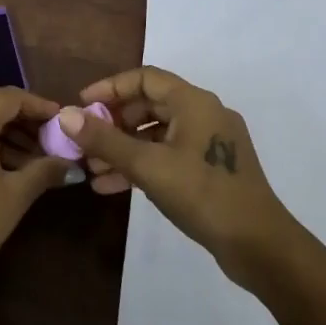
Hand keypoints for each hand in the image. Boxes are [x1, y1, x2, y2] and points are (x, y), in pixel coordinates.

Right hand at [62, 66, 297, 285]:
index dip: (109, 88)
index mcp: (194, 102)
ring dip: (124, 148)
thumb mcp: (148, 166)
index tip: (81, 106)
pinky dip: (143, 165)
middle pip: (149, 105)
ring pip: (157, 134)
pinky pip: (169, 155)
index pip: (144, 78)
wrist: (260, 246)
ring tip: (93, 169)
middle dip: (113, 123)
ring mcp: (210, 143)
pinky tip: (113, 186)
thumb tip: (65, 115)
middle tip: (85, 141)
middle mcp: (204, 114)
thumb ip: (105, 140)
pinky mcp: (212, 169)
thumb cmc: (203, 195)